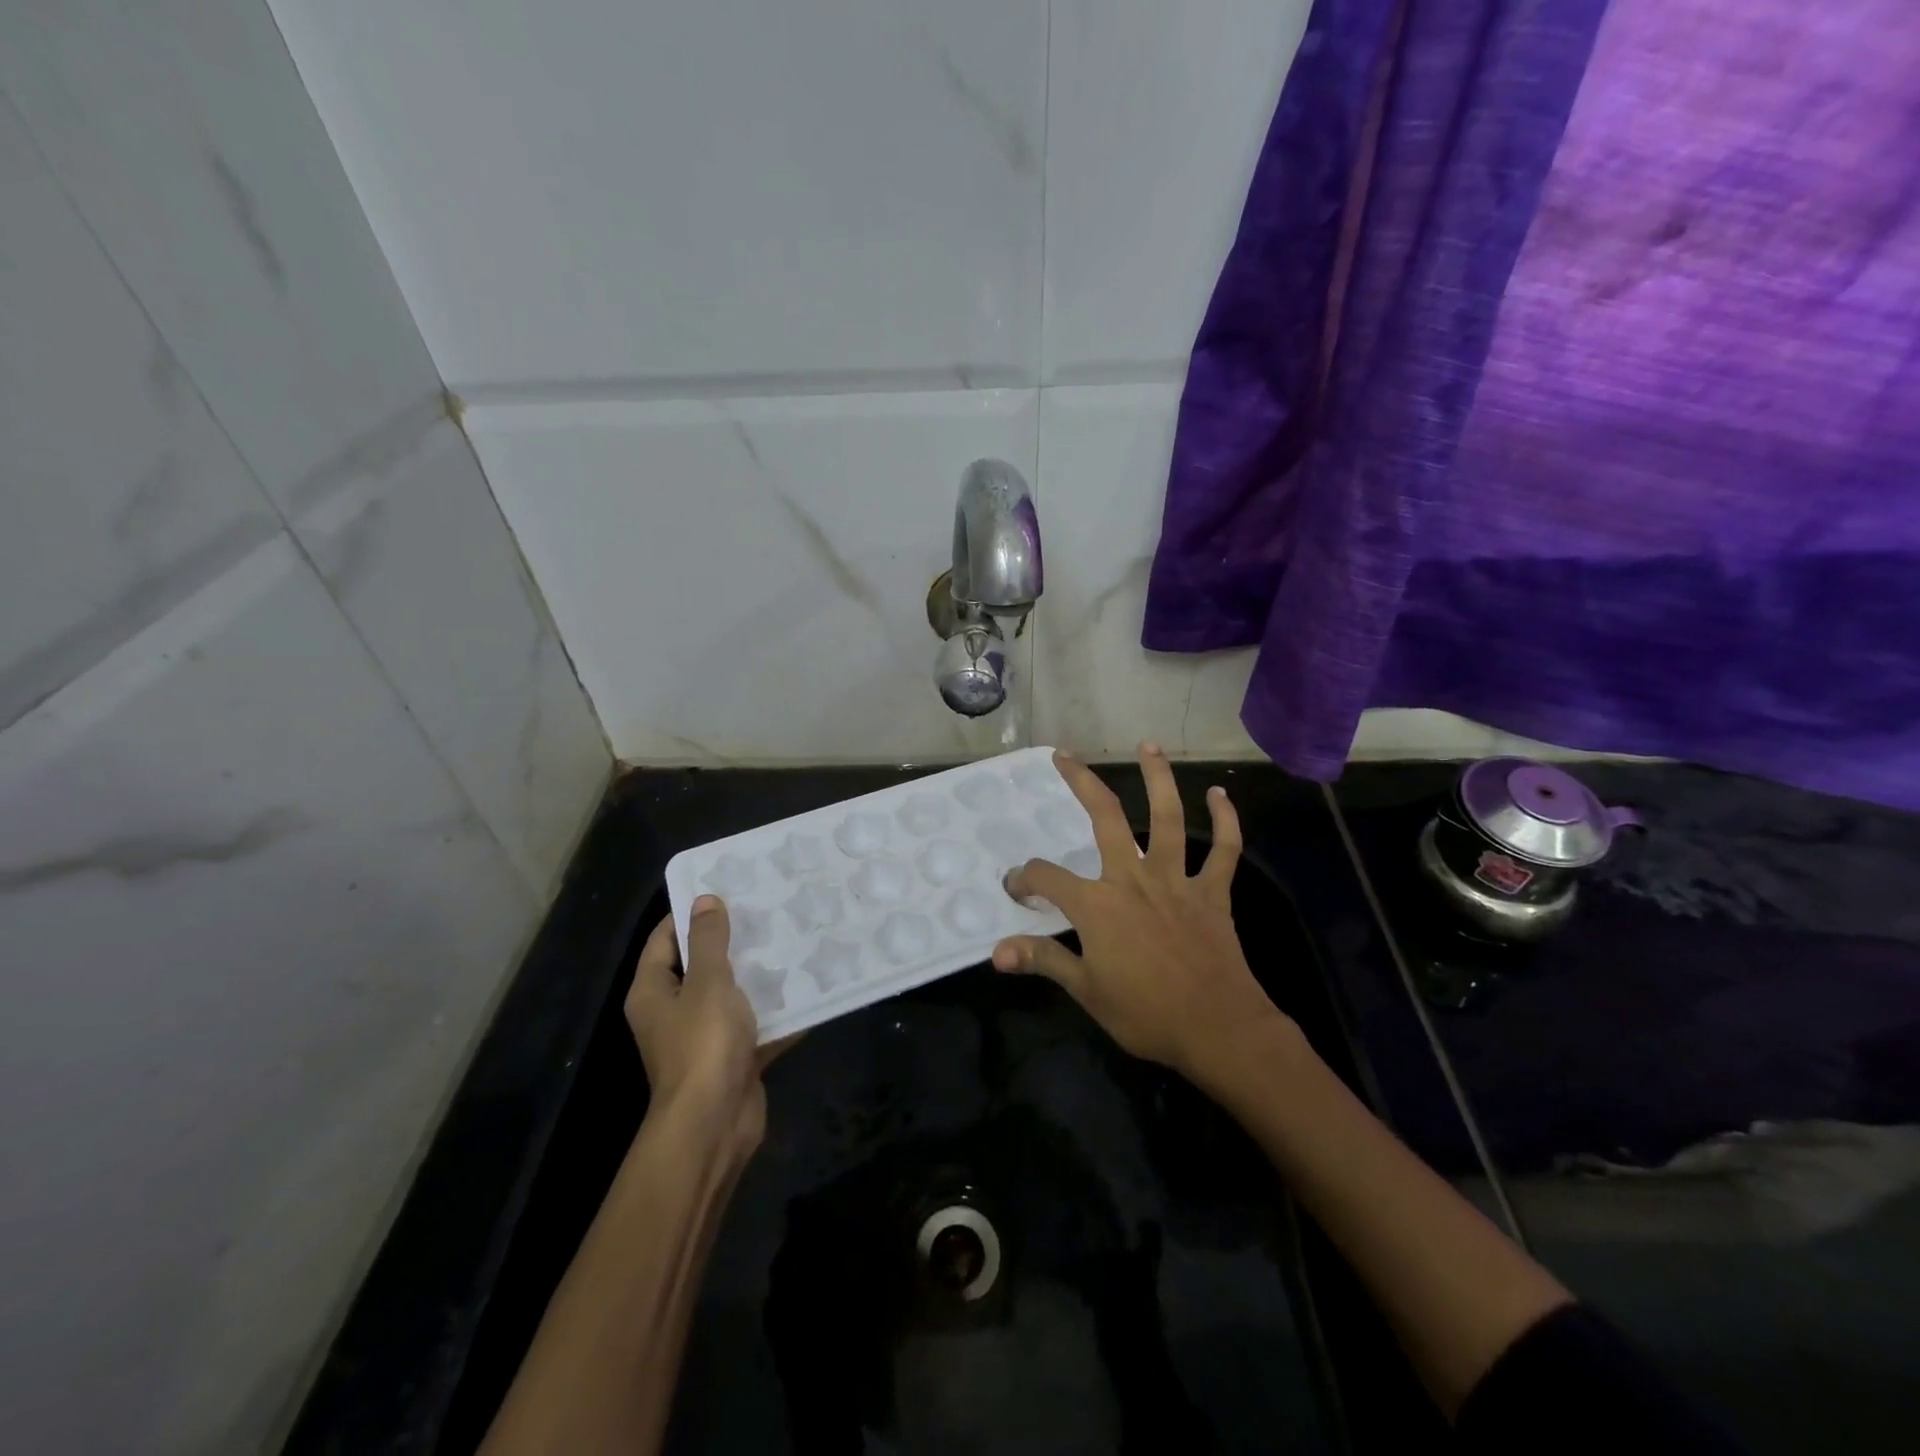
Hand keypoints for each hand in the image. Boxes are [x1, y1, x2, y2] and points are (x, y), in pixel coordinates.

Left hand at [628, 896, 774, 1163]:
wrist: (715, 1124)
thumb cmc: (703, 1045)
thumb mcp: (708, 982)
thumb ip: (710, 941)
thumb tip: (705, 900)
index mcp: (654, 992)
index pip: (664, 939)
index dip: (689, 913)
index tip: (725, 889)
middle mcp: (673, 1012)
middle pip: (700, 966)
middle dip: (731, 941)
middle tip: (766, 910)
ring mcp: (703, 1038)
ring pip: (731, 996)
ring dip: (757, 975)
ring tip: (791, 940)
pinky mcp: (732, 1058)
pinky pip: (755, 1026)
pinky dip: (776, 1012)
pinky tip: (807, 988)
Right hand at [993, 744, 1286, 1082]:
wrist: (1219, 1030)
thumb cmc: (1147, 1014)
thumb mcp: (1086, 991)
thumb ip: (1043, 961)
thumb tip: (997, 951)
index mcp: (1098, 905)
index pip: (1047, 878)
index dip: (1025, 879)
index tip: (1016, 889)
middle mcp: (1133, 879)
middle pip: (1104, 818)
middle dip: (1081, 783)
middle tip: (1065, 756)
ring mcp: (1176, 881)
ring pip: (1167, 818)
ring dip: (1158, 778)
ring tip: (1148, 746)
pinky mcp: (1212, 892)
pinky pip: (1224, 850)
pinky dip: (1226, 820)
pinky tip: (1220, 795)